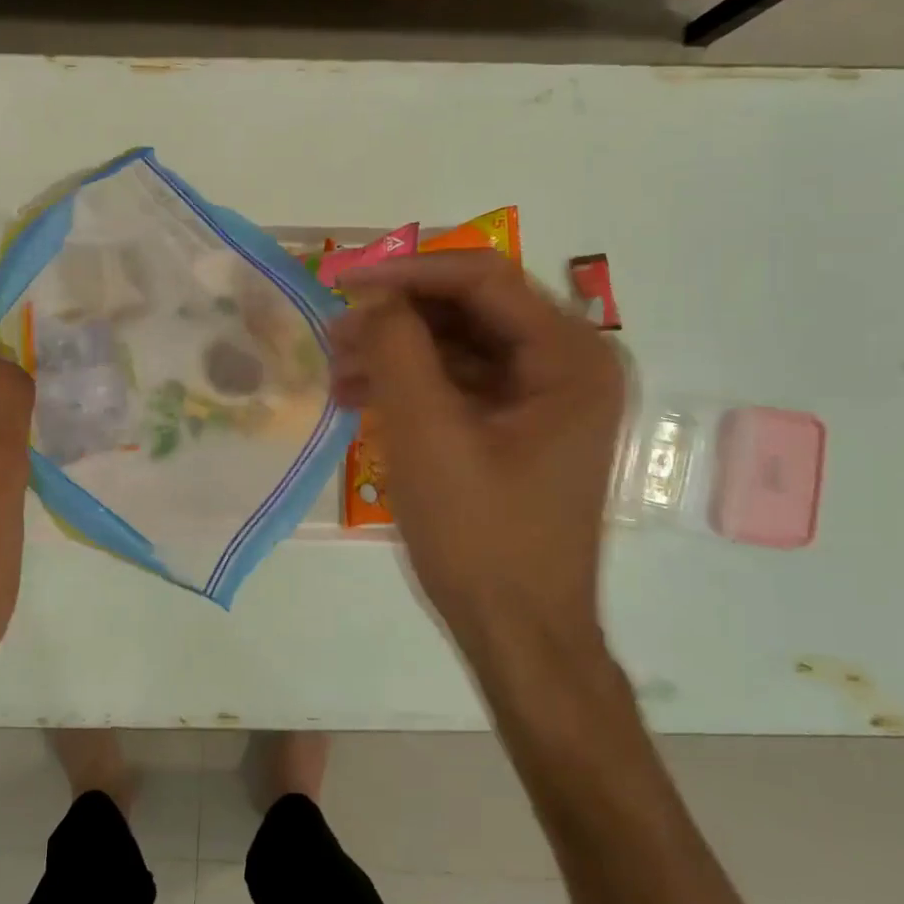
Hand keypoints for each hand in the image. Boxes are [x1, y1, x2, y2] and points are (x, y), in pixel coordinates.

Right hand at [331, 251, 625, 656]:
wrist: (516, 632)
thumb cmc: (480, 535)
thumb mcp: (427, 434)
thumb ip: (398, 349)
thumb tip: (374, 299)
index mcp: (571, 356)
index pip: (483, 278)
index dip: (408, 271)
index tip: (341, 281)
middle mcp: (569, 365)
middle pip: (471, 310)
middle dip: (397, 317)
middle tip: (333, 333)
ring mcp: (545, 399)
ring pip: (460, 347)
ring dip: (397, 352)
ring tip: (336, 371)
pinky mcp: (520, 428)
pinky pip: (461, 386)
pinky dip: (412, 386)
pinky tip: (360, 400)